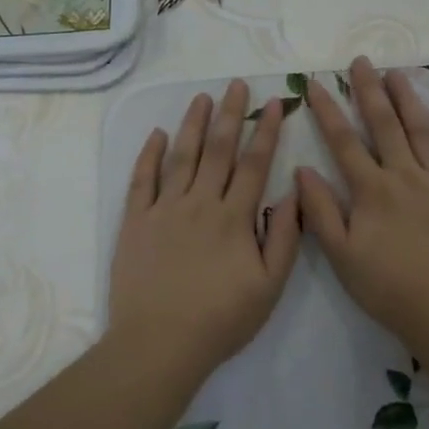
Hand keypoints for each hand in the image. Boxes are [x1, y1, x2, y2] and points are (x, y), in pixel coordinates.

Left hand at [108, 79, 301, 383]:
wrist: (159, 343)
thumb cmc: (220, 319)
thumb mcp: (269, 287)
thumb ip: (284, 238)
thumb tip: (293, 193)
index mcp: (234, 217)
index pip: (254, 163)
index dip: (265, 131)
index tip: (274, 103)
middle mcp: (200, 203)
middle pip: (218, 149)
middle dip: (229, 114)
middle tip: (236, 84)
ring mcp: (164, 209)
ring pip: (181, 156)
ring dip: (192, 124)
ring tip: (201, 97)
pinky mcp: (136, 222)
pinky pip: (142, 180)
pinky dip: (149, 155)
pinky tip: (156, 134)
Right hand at [297, 57, 428, 349]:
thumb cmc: (390, 288)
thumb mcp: (342, 256)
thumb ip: (321, 211)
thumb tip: (302, 169)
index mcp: (372, 190)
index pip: (344, 142)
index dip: (328, 110)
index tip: (315, 83)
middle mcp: (405, 175)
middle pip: (385, 124)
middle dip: (369, 90)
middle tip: (361, 61)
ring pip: (422, 130)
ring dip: (408, 99)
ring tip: (396, 72)